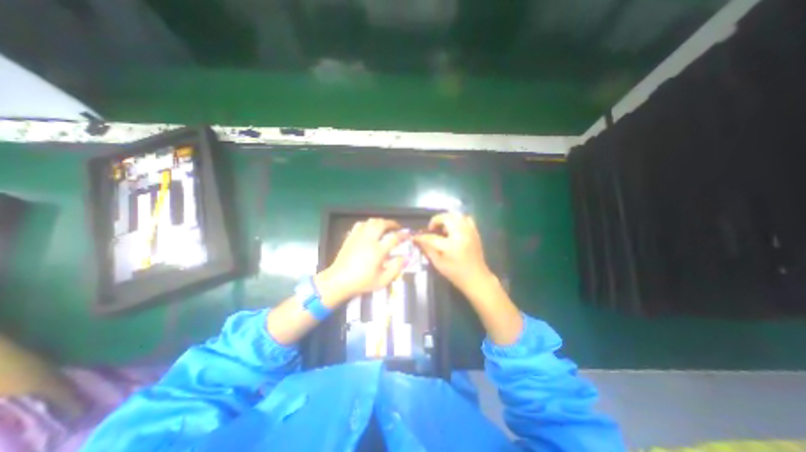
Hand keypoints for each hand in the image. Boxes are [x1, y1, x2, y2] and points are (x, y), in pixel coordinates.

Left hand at [317, 220, 409, 306]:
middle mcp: (368, 240)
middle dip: (392, 223)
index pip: (394, 237)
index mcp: (377, 251)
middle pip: (382, 224)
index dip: (403, 235)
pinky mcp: (351, 237)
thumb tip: (404, 258)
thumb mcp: (382, 281)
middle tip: (397, 227)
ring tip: (386, 226)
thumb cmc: (361, 282)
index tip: (408, 235)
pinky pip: (360, 224)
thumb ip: (395, 268)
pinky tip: (370, 228)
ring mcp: (358, 237)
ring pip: (371, 221)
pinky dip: (368, 223)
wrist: (338, 281)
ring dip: (381, 222)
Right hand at [415, 213, 490, 294]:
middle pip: (446, 218)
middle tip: (431, 229)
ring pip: (456, 215)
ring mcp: (469, 232)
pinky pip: (466, 218)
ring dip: (447, 218)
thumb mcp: (438, 263)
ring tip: (443, 228)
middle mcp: (461, 235)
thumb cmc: (456, 273)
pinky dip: (458, 220)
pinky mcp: (475, 232)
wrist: (476, 278)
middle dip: (435, 221)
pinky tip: (454, 228)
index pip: (432, 237)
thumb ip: (428, 249)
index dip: (421, 237)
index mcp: (450, 245)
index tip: (415, 237)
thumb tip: (418, 240)